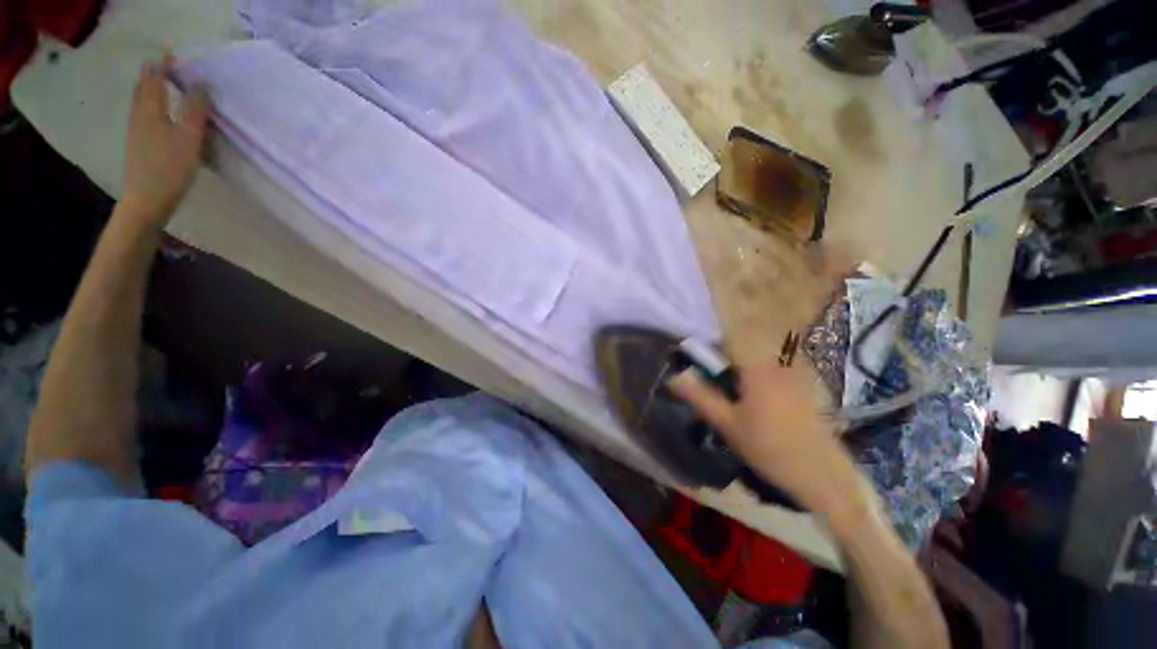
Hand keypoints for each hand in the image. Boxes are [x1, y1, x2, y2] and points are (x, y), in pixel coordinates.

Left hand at [120, 54, 209, 227]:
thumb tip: (202, 84)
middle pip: (143, 90)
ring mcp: (135, 133)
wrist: (146, 202)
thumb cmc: (170, 170)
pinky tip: (147, 112)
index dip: (164, 66)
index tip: (171, 54)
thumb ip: (195, 111)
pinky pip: (139, 116)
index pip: (157, 81)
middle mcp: (140, 117)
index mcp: (152, 112)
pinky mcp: (137, 147)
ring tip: (151, 82)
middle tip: (159, 65)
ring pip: (138, 103)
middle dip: (151, 75)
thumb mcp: (189, 140)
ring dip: (145, 89)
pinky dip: (144, 106)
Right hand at [668, 363, 860, 508]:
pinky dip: (760, 375)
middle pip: (745, 346)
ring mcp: (796, 373)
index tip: (699, 362)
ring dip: (742, 367)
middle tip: (714, 380)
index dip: (710, 346)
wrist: (822, 477)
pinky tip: (756, 400)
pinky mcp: (805, 385)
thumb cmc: (770, 449)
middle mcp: (779, 362)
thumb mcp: (727, 424)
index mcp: (758, 368)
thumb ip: (700, 396)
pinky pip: (776, 368)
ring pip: (761, 357)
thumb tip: (674, 376)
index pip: (729, 340)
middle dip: (725, 358)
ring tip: (733, 392)